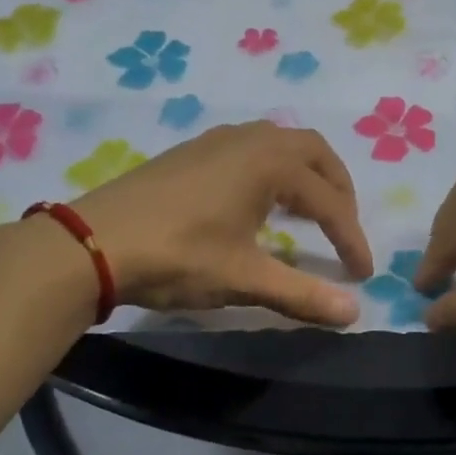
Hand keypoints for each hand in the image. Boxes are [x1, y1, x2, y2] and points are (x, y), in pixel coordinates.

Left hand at [73, 122, 373, 326]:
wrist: (93, 242)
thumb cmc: (178, 255)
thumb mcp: (244, 279)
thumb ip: (302, 294)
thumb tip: (354, 315)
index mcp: (269, 163)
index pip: (329, 201)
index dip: (351, 238)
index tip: (362, 274)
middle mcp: (248, 139)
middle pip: (312, 152)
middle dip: (337, 189)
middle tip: (343, 228)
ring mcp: (215, 141)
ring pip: (278, 144)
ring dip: (304, 174)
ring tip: (307, 212)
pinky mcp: (190, 152)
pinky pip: (249, 148)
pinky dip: (271, 170)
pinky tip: (257, 203)